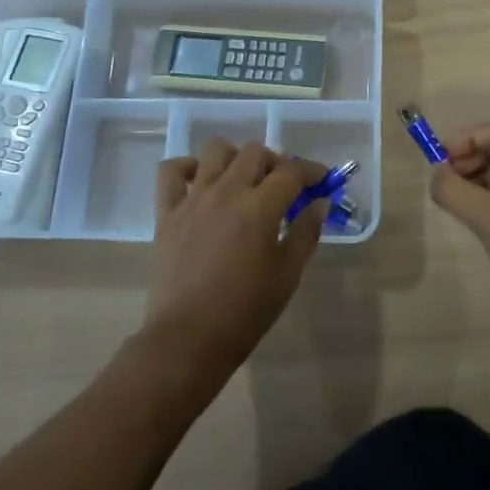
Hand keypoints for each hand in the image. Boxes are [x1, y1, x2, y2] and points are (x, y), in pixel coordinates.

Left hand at [142, 139, 327, 373]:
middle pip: (254, 152)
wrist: (188, 339)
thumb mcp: (288, 274)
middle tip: (283, 185)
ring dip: (235, 157)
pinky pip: (170, 172)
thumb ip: (306, 232)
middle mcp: (226, 191)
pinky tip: (199, 182)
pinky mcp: (167, 213)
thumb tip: (319, 203)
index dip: (312, 171)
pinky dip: (186, 168)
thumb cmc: (245, 311)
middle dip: (276, 162)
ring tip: (243, 180)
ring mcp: (193, 199)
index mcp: (260, 207)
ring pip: (215, 150)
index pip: (292, 171)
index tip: (322, 181)